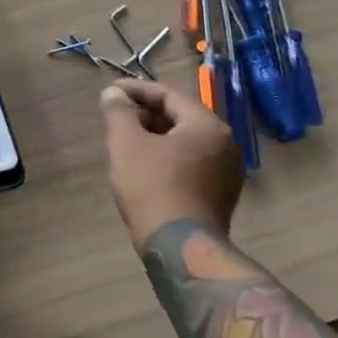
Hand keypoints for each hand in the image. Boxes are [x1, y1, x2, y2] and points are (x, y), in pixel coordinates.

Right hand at [100, 79, 244, 248]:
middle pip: (180, 116)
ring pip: (186, 140)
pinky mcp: (221, 193)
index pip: (169, 95)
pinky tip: (145, 164)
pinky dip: (168, 154)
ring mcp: (227, 171)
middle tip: (116, 115)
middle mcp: (225, 143)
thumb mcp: (126, 143)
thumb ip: (118, 111)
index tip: (110, 91)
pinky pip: (192, 160)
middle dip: (145, 112)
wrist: (180, 246)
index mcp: (207, 125)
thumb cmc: (152, 187)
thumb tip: (113, 93)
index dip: (136, 90)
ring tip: (126, 138)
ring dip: (155, 134)